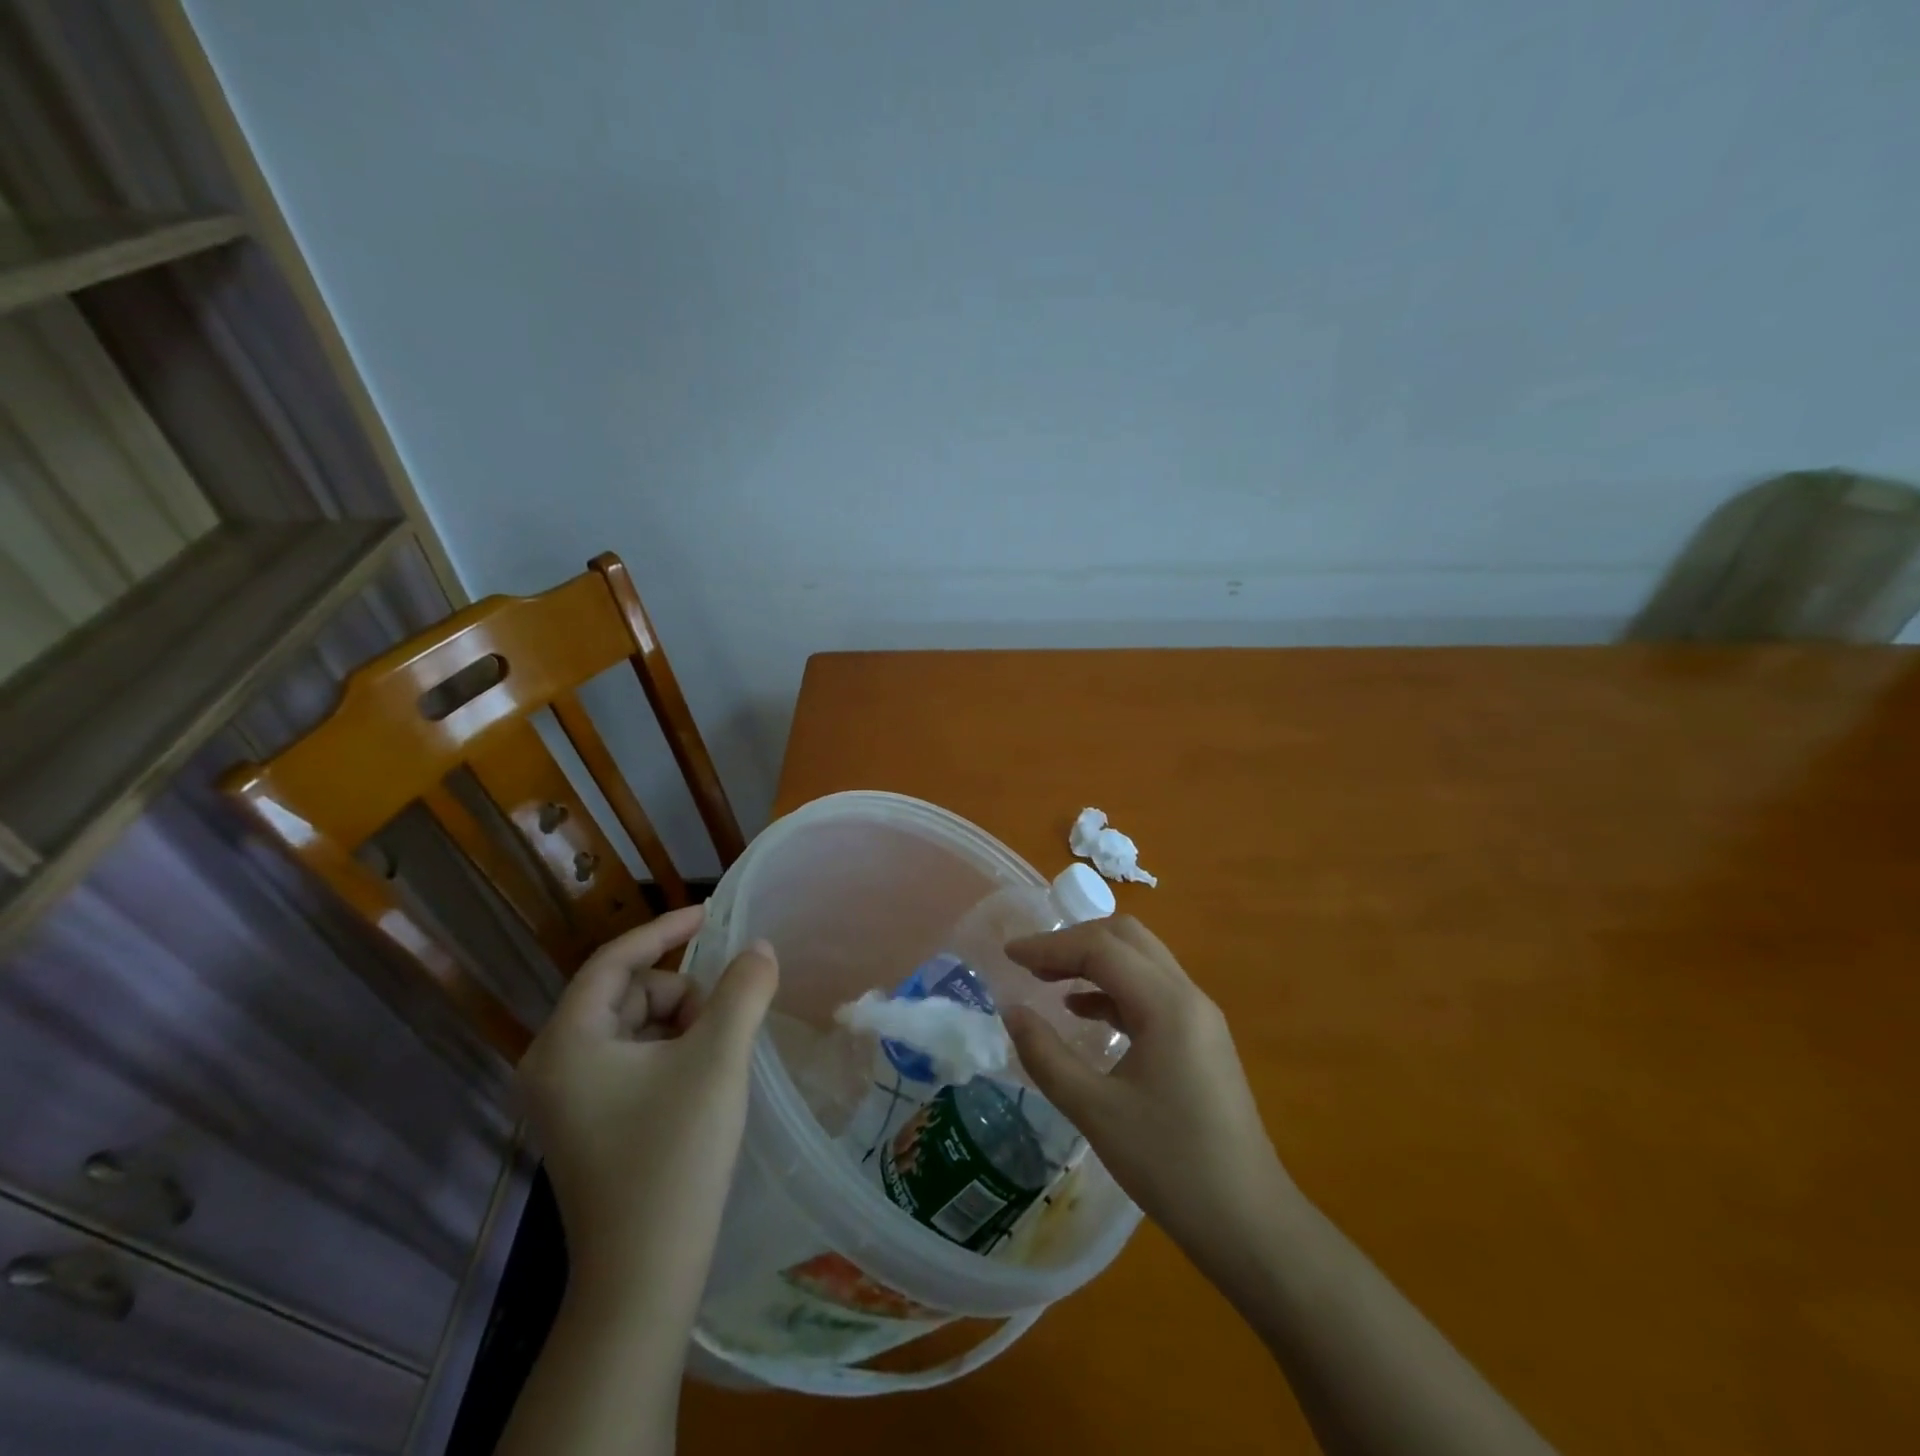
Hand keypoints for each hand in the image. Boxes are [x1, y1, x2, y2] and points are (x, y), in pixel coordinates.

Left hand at [517, 905, 777, 1313]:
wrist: (644, 1277)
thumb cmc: (675, 1157)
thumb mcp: (718, 1059)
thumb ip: (743, 989)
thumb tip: (760, 948)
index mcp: (567, 1042)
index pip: (615, 960)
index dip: (665, 929)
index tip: (711, 914)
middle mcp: (552, 1064)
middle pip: (628, 992)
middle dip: (681, 997)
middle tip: (721, 1030)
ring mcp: (565, 1097)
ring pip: (634, 1025)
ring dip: (680, 1026)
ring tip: (712, 1063)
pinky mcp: (585, 1122)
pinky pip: (630, 1058)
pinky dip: (669, 1053)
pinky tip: (697, 1083)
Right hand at [1003, 916, 1292, 1270]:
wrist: (1250, 1224)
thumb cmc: (1171, 1166)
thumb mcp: (1095, 1112)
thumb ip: (1046, 1056)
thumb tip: (1011, 1011)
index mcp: (1167, 1004)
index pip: (1101, 948)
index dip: (1050, 945)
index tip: (1009, 956)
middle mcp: (1188, 996)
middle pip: (1127, 939)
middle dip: (1074, 942)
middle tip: (1031, 964)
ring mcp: (1200, 1016)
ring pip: (1141, 960)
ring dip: (1095, 961)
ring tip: (1048, 981)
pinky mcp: (1201, 1038)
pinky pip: (1151, 991)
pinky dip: (1113, 989)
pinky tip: (1083, 1012)